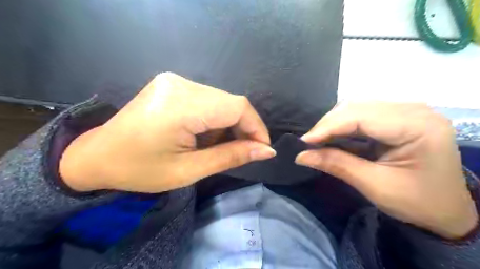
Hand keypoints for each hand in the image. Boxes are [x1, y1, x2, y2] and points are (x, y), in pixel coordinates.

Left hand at [60, 71, 275, 192]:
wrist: (97, 157)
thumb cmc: (140, 170)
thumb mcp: (189, 170)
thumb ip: (231, 157)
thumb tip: (266, 151)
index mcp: (181, 105)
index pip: (237, 107)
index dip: (256, 127)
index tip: (261, 149)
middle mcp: (181, 84)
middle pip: (231, 102)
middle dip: (243, 128)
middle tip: (242, 152)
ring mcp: (175, 81)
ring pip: (221, 101)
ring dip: (228, 125)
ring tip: (215, 146)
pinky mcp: (173, 84)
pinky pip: (208, 100)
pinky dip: (214, 119)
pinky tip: (203, 135)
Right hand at [296, 103, 474, 238]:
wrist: (447, 210)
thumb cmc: (417, 202)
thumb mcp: (374, 186)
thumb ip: (337, 165)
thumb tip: (301, 156)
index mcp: (418, 127)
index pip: (361, 117)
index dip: (328, 127)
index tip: (304, 141)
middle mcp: (414, 110)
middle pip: (357, 107)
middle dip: (328, 125)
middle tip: (309, 143)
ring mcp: (407, 111)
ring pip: (357, 108)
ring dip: (334, 124)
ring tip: (319, 140)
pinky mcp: (398, 117)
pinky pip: (363, 114)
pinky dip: (344, 125)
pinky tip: (334, 136)